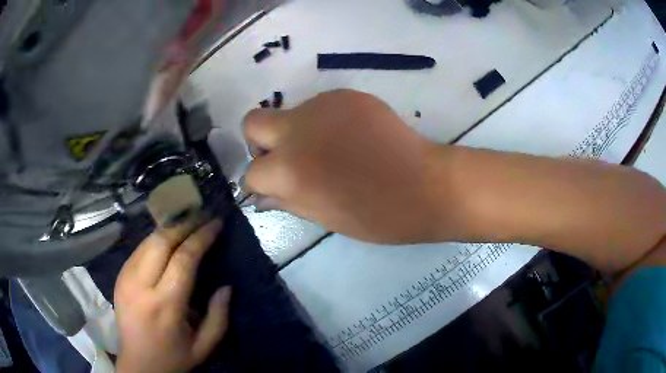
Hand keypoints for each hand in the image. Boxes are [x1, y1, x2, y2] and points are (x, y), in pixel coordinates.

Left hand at [114, 218, 229, 372]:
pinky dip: (155, 239)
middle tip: (202, 216)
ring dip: (169, 227)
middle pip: (162, 241)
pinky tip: (167, 238)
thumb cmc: (174, 358)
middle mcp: (141, 286)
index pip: (183, 258)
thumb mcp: (205, 347)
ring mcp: (125, 279)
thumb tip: (226, 286)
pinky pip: (138, 249)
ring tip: (187, 222)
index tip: (215, 223)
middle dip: (185, 224)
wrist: (138, 365)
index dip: (201, 237)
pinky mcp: (119, 277)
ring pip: (147, 240)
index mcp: (165, 305)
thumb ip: (219, 317)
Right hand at [243, 89, 438, 243]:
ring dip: (297, 131)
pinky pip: (321, 106)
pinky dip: (324, 122)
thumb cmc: (376, 216)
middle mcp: (297, 129)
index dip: (258, 183)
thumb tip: (261, 195)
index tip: (272, 188)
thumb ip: (286, 201)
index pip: (251, 172)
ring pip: (290, 113)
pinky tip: (351, 138)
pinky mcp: (347, 96)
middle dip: (259, 142)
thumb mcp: (324, 218)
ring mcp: (322, 106)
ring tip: (330, 150)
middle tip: (285, 159)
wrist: (426, 185)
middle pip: (253, 121)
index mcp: (288, 169)